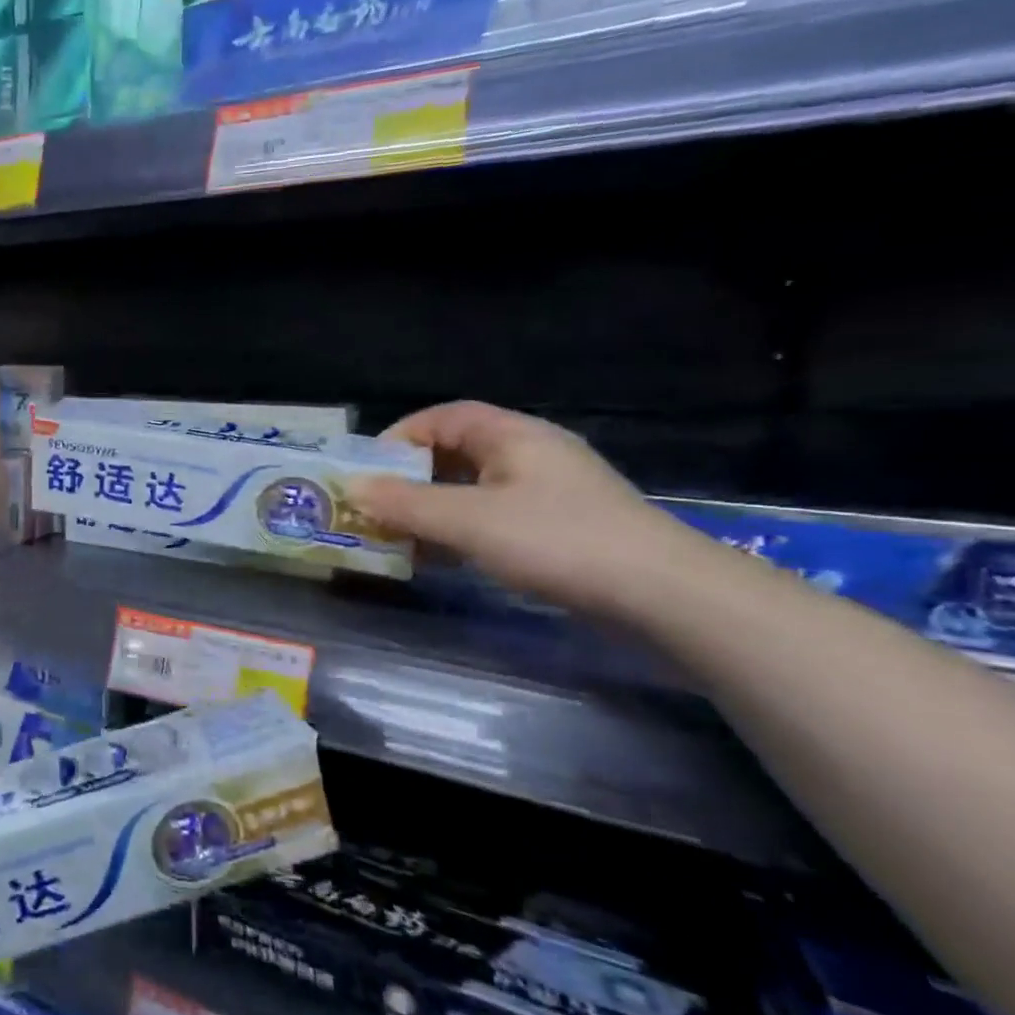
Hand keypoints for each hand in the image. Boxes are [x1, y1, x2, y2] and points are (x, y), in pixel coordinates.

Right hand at [350, 400, 698, 617]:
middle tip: (374, 508)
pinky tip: (442, 560)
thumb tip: (351, 488)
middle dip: (409, 479)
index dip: (399, 437)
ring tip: (398, 538)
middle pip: (455, 454)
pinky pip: (492, 518)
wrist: (663, 596)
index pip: (443, 417)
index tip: (366, 470)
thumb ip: (406, 504)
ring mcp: (547, 494)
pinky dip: (459, 532)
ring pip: (472, 490)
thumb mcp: (470, 521)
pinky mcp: (558, 529)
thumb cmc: (557, 541)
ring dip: (431, 510)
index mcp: (512, 436)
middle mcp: (530, 455)